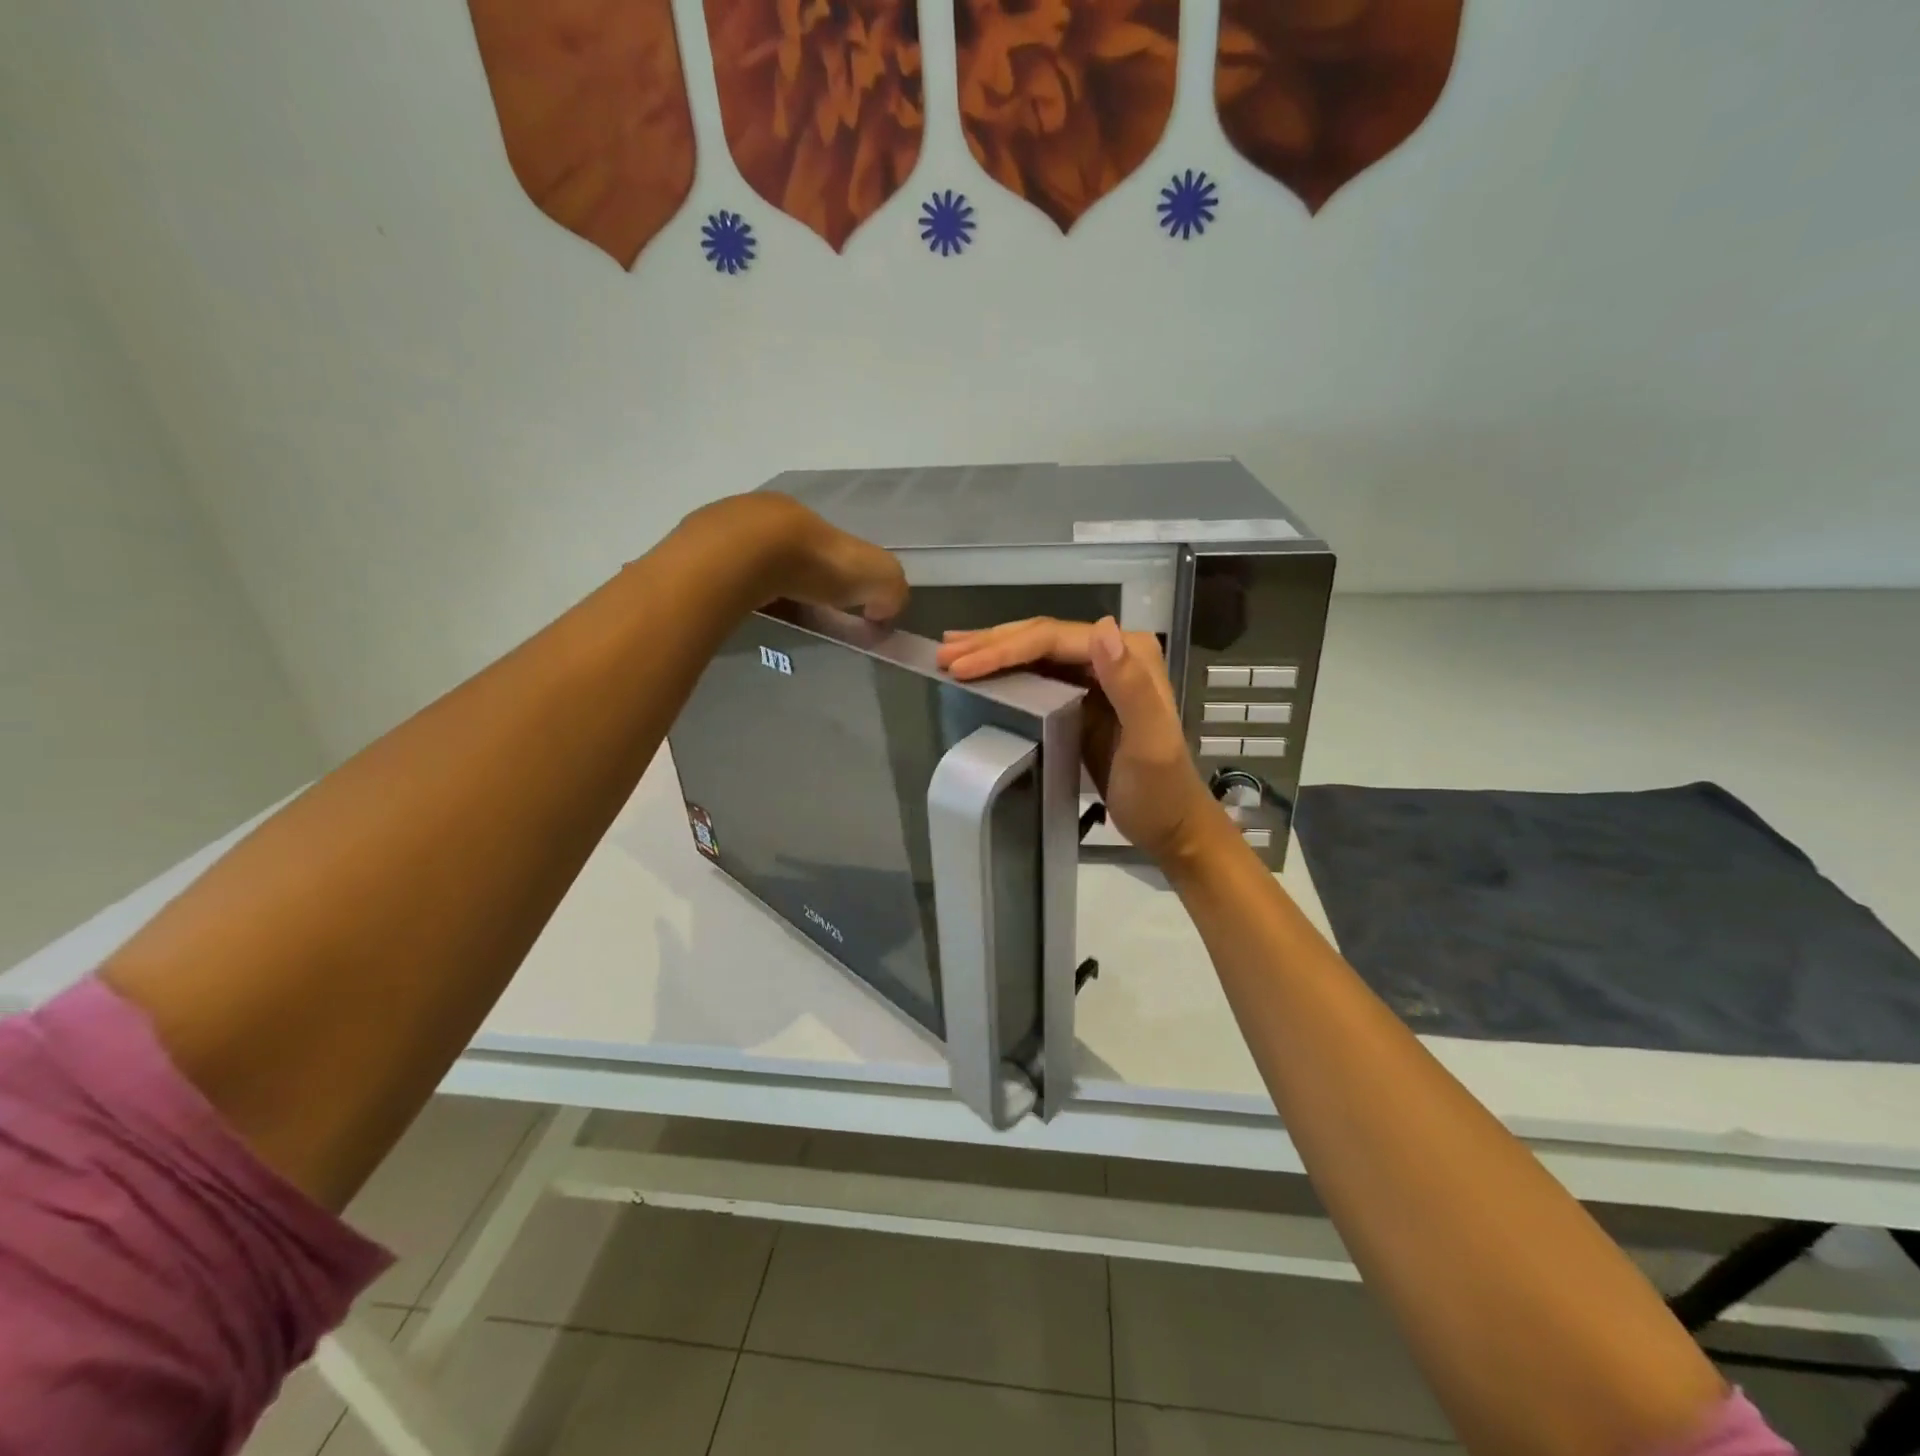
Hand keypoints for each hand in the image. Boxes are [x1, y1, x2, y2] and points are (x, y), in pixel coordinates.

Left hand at [680, 492, 908, 620]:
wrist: (738, 559)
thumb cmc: (809, 563)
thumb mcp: (872, 574)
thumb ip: (891, 589)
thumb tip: (883, 609)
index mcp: (799, 514)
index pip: (821, 541)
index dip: (832, 571)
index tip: (833, 602)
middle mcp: (757, 512)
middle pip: (780, 547)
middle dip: (790, 575)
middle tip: (795, 609)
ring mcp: (716, 527)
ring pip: (743, 557)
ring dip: (755, 580)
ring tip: (760, 612)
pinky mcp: (687, 550)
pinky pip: (713, 572)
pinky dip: (726, 588)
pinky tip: (731, 608)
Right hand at [937, 617, 1225, 864]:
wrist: (1171, 826)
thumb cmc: (1159, 792)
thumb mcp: (1149, 742)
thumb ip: (1130, 686)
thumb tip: (1101, 627)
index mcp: (1130, 653)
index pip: (1054, 640)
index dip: (1004, 648)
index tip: (959, 666)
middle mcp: (1114, 654)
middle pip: (1041, 638)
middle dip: (990, 644)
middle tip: (942, 655)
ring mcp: (1097, 675)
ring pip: (1035, 652)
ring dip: (992, 651)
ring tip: (947, 653)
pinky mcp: (1082, 697)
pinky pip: (1036, 674)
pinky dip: (1005, 671)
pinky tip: (979, 671)